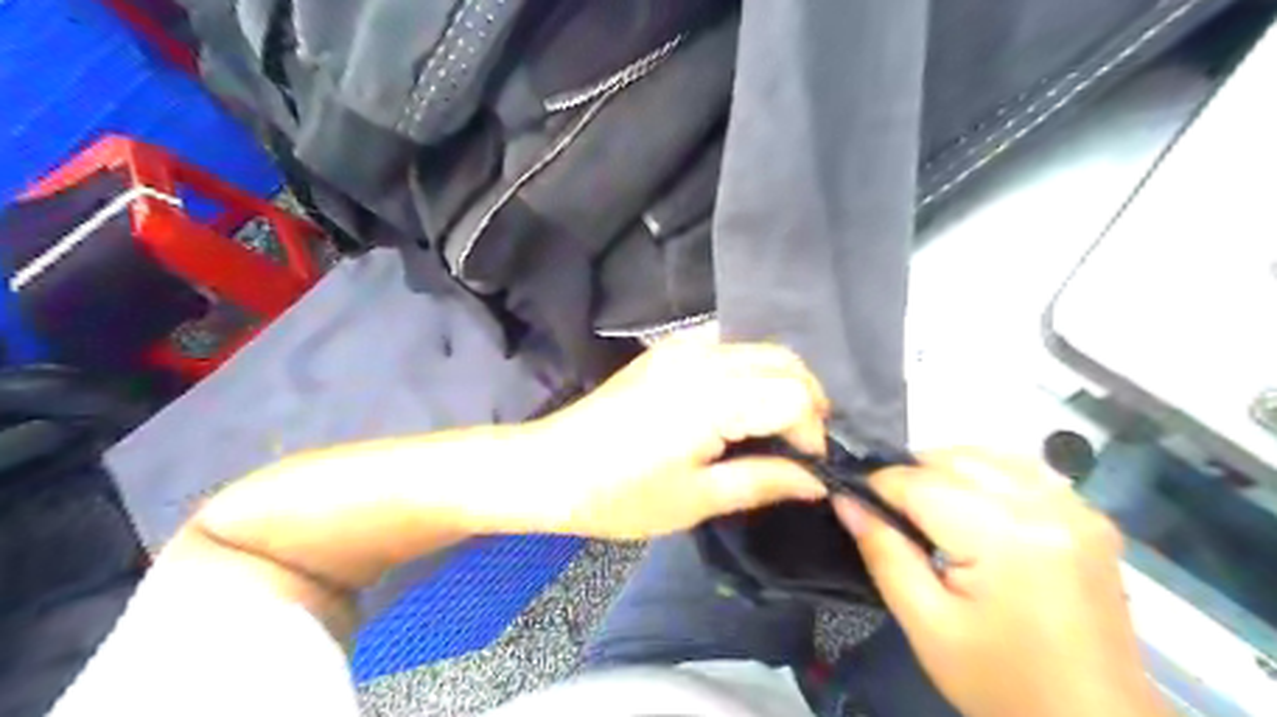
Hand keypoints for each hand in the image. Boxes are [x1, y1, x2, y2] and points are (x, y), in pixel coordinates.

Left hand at [511, 339, 835, 541]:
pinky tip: (739, 401)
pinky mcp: (667, 348)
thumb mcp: (696, 500)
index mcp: (712, 398)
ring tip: (775, 426)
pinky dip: (749, 367)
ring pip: (760, 348)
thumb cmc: (619, 495)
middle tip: (800, 447)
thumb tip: (817, 480)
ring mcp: (683, 346)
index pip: (794, 396)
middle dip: (806, 401)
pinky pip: (728, 344)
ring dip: (781, 381)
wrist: (550, 467)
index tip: (807, 469)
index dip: (812, 433)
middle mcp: (704, 357)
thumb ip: (763, 482)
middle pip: (785, 361)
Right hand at [839, 450, 1165, 715]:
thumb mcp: (926, 624)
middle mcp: (1047, 507)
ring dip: (946, 470)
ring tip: (926, 510)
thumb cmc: (1002, 684)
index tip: (853, 499)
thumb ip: (882, 552)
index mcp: (1006, 538)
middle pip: (955, 459)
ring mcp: (1077, 508)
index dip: (878, 485)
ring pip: (988, 456)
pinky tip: (972, 510)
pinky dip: (985, 477)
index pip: (920, 482)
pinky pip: (1023, 471)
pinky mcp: (1090, 517)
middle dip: (911, 475)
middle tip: (887, 511)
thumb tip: (845, 499)